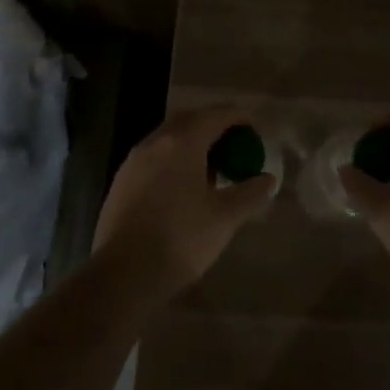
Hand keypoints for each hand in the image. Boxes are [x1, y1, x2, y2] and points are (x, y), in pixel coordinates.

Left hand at [92, 108, 277, 289]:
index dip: (238, 117)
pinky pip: (154, 158)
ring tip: (213, 167)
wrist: (124, 274)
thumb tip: (268, 179)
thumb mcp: (225, 217)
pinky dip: (174, 160)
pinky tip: (184, 187)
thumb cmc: (182, 239)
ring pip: (168, 139)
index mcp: (182, 142)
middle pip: (189, 121)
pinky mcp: (121, 182)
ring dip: (192, 144)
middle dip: (214, 126)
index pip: (216, 115)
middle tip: (235, 144)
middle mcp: (155, 142)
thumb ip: (250, 193)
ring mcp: (133, 161)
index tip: (255, 128)